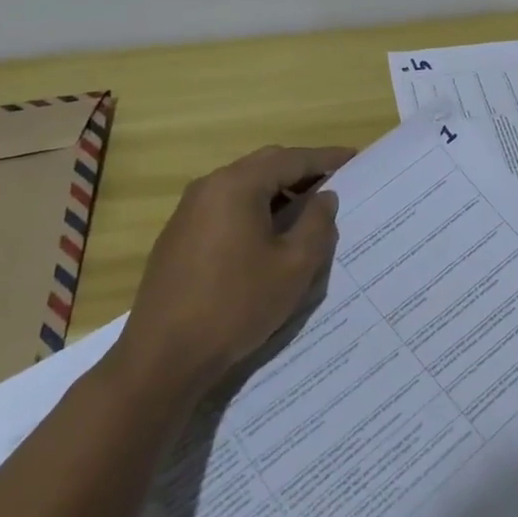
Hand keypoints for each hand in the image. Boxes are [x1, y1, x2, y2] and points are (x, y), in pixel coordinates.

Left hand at [112, 144, 355, 396]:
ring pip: (244, 186)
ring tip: (307, 213)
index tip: (355, 158)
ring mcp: (189, 211)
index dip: (327, 158)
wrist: (162, 358)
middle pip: (266, 165)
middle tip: (334, 185)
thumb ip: (317, 223)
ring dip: (278, 192)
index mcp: (237, 185)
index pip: (292, 159)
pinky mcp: (178, 236)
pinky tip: (269, 237)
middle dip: (302, 171)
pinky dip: (254, 209)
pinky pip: (226, 207)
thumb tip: (324, 197)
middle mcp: (209, 187)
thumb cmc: (236, 305)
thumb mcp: (294, 266)